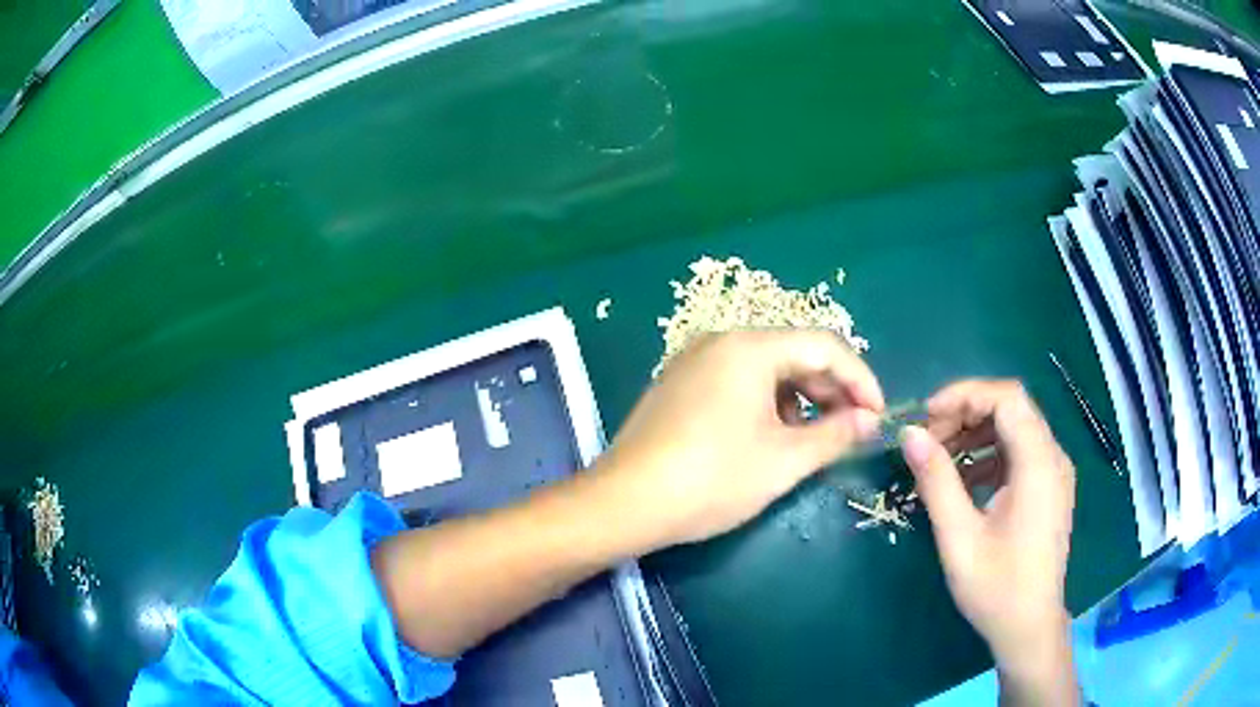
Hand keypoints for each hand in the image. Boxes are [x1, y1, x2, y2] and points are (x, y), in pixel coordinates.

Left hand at [596, 330, 884, 546]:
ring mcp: (694, 360)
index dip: (860, 379)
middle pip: (794, 352)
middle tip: (851, 428)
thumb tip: (869, 421)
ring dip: (800, 398)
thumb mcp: (783, 460)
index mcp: (749, 347)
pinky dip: (767, 403)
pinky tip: (770, 437)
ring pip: (766, 368)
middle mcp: (720, 341)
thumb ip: (835, 434)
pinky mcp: (679, 384)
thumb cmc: (711, 479)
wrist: (624, 502)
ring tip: (812, 439)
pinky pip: (738, 381)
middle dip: (830, 389)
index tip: (876, 415)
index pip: (824, 345)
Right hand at [900, 380, 1077, 700]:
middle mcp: (1053, 457)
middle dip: (966, 414)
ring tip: (940, 458)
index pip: (1006, 398)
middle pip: (1011, 408)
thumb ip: (937, 481)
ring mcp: (1054, 472)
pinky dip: (989, 455)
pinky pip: (1019, 453)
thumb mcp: (959, 537)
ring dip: (976, 433)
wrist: (1029, 626)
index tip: (926, 417)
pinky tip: (964, 482)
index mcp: (1039, 464)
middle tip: (928, 440)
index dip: (964, 395)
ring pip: (1015, 428)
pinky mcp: (1049, 488)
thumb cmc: (996, 587)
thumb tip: (909, 434)